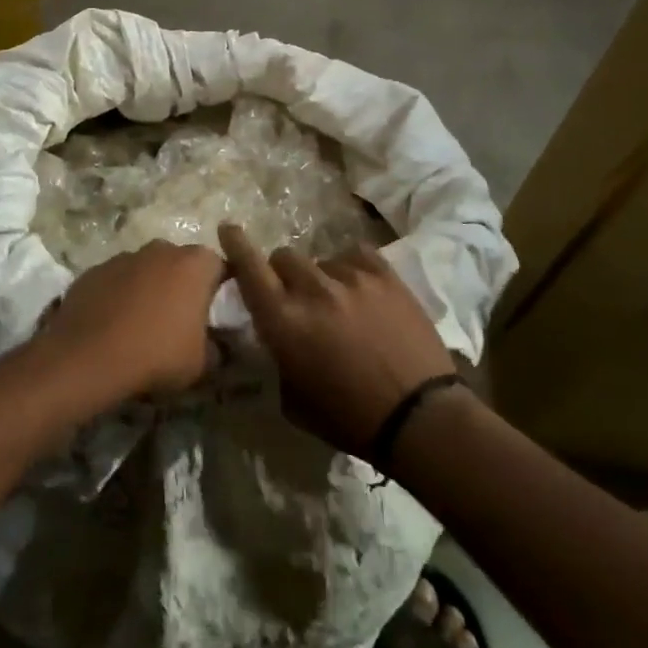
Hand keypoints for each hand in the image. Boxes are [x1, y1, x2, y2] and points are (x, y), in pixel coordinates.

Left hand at [40, 241, 225, 415]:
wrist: (89, 357)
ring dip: (147, 287)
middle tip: (177, 318)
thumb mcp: (201, 363)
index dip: (217, 288)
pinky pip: (115, 280)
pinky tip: (112, 324)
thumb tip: (215, 346)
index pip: (218, 266)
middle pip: (179, 262)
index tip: (212, 312)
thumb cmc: (157, 354)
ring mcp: (123, 257)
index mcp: (194, 264)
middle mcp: (160, 250)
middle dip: (180, 284)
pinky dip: (118, 295)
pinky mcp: (94, 270)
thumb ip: (214, 347)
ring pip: (145, 269)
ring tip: (141, 323)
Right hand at [220, 224, 457, 457]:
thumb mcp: (292, 399)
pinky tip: (361, 290)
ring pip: (321, 259)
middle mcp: (312, 291)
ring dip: (321, 278)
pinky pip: (355, 255)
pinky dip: (351, 269)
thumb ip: (277, 356)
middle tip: (298, 297)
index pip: (249, 268)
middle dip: (284, 275)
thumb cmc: (349, 418)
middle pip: (284, 257)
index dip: (236, 244)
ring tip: (341, 302)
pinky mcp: (385, 275)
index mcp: (283, 322)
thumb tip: (274, 336)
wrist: (419, 417)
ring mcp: (351, 278)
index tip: (228, 228)